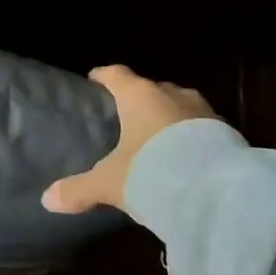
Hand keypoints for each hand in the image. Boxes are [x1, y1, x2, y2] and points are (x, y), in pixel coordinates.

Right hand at [43, 65, 217, 213]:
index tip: (95, 80)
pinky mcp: (228, 133)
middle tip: (126, 115)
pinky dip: (192, 137)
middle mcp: (172, 95)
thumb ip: (79, 189)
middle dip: (139, 99)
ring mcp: (203, 111)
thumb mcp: (110, 183)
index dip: (103, 76)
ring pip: (180, 106)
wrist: (219, 192)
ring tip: (158, 136)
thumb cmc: (153, 171)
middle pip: (151, 88)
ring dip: (169, 117)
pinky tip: (187, 156)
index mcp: (139, 95)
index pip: (116, 74)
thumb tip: (47, 199)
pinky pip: (202, 127)